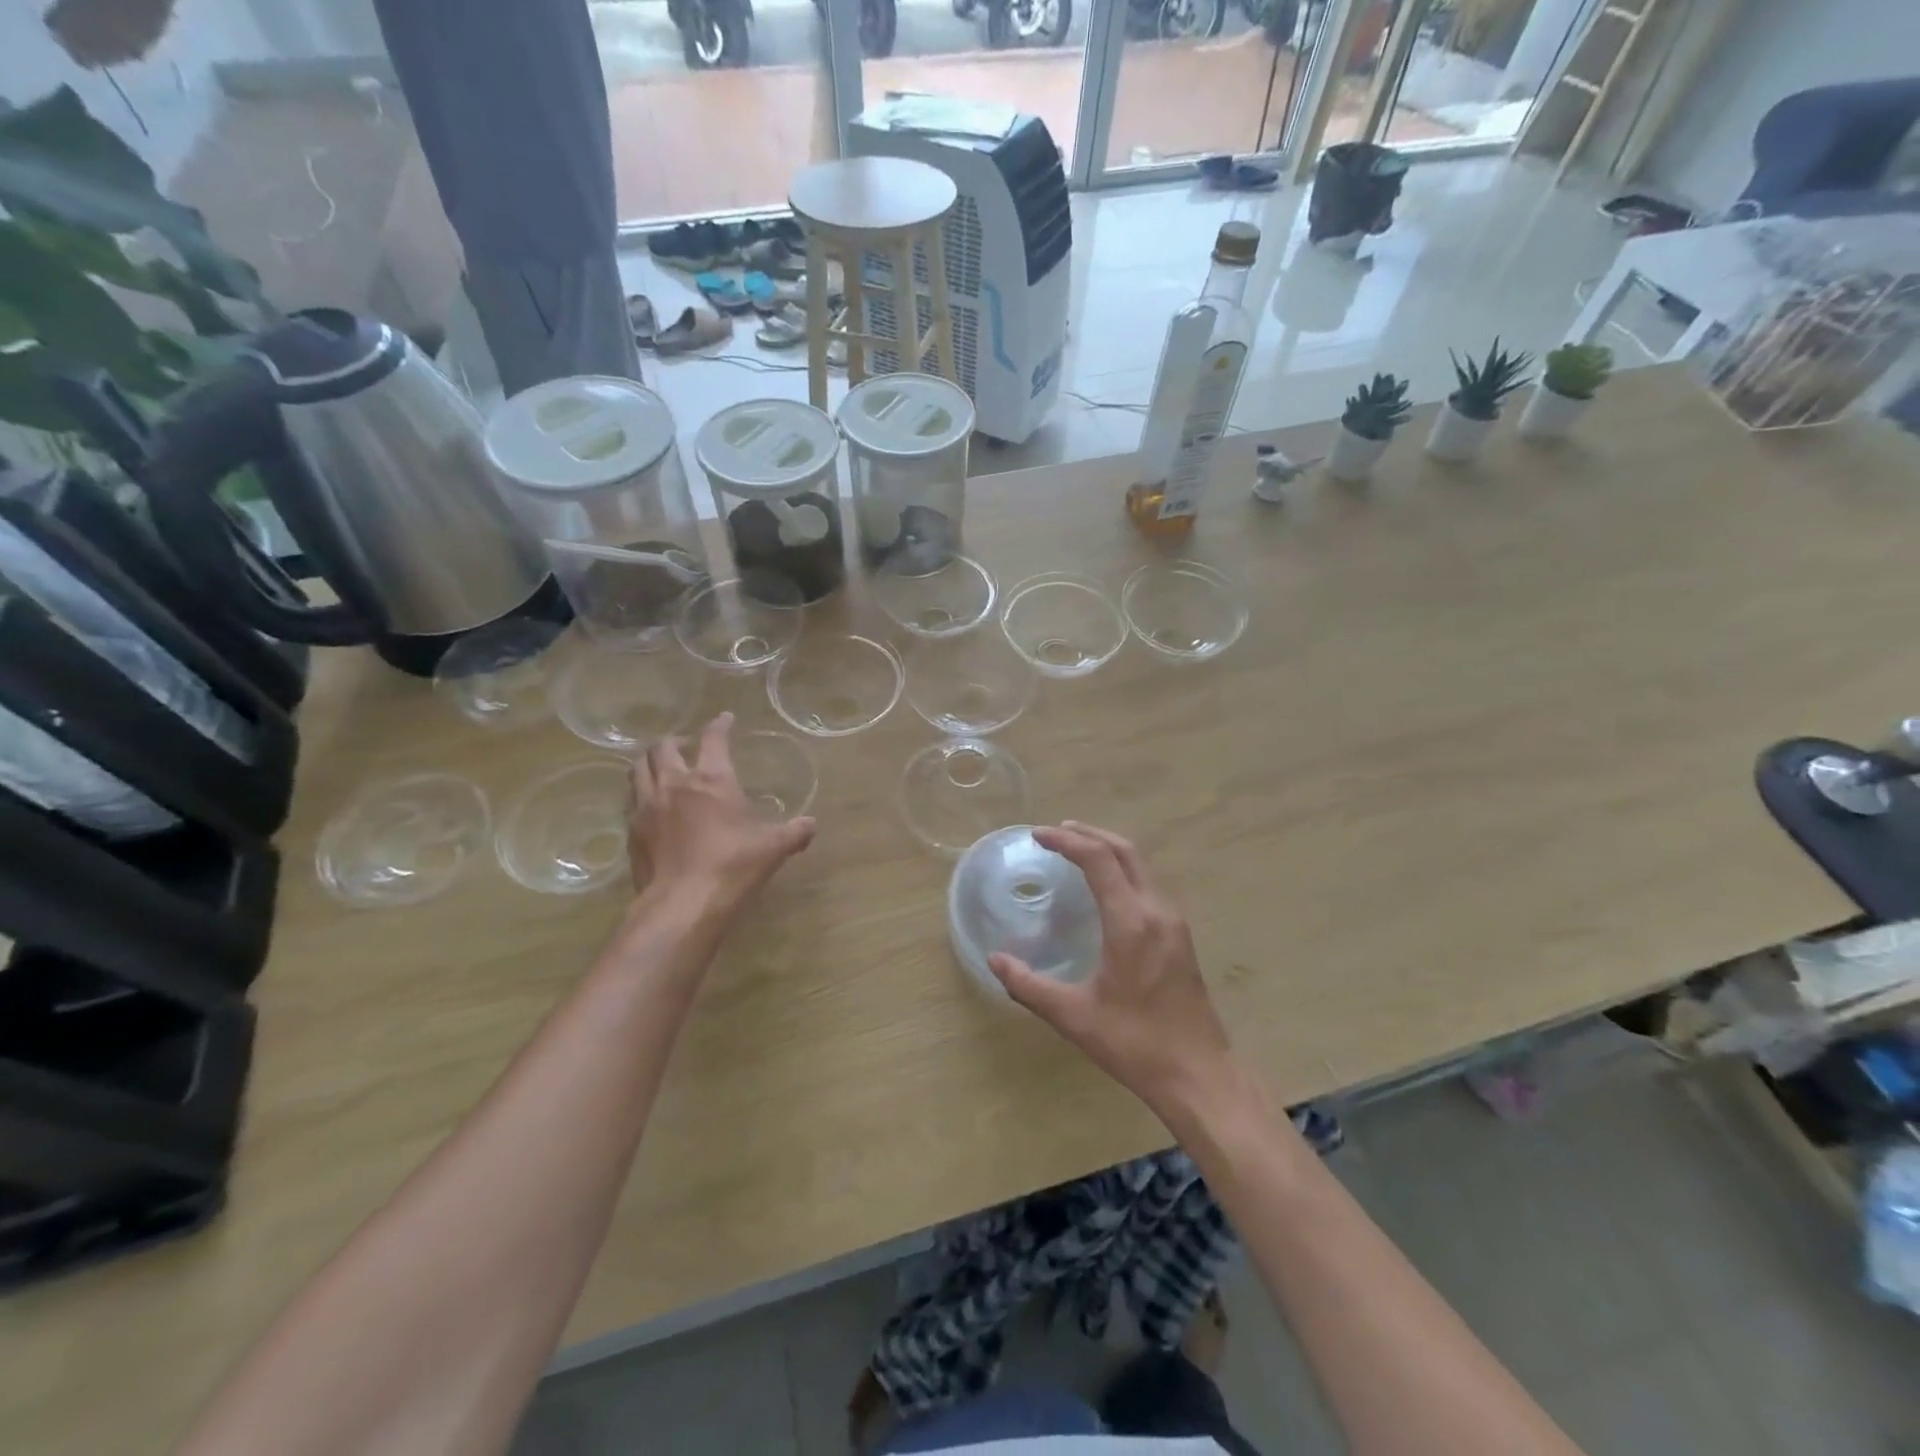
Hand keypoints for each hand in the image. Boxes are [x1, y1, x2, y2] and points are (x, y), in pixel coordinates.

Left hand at [629, 713, 814, 911]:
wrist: (683, 904)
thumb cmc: (733, 866)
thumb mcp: (774, 848)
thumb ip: (795, 832)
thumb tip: (811, 825)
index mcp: (712, 779)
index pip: (714, 739)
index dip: (720, 725)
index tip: (725, 719)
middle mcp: (675, 783)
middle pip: (664, 747)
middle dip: (676, 741)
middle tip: (686, 745)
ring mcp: (647, 806)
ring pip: (639, 769)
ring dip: (650, 761)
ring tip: (660, 766)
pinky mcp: (632, 831)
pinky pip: (630, 799)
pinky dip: (639, 792)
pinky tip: (648, 803)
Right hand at [990, 823, 1232, 1117]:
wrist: (1200, 1076)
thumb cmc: (1135, 1045)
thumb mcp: (1074, 1017)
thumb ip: (1029, 985)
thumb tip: (995, 961)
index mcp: (1131, 922)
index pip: (1099, 859)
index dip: (1066, 841)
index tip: (1038, 836)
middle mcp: (1157, 911)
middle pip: (1125, 851)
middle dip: (1089, 834)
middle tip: (1055, 832)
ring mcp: (1174, 922)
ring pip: (1140, 865)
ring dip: (1108, 849)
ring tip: (1076, 850)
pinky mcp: (1180, 936)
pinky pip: (1148, 884)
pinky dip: (1122, 870)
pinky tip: (1105, 888)